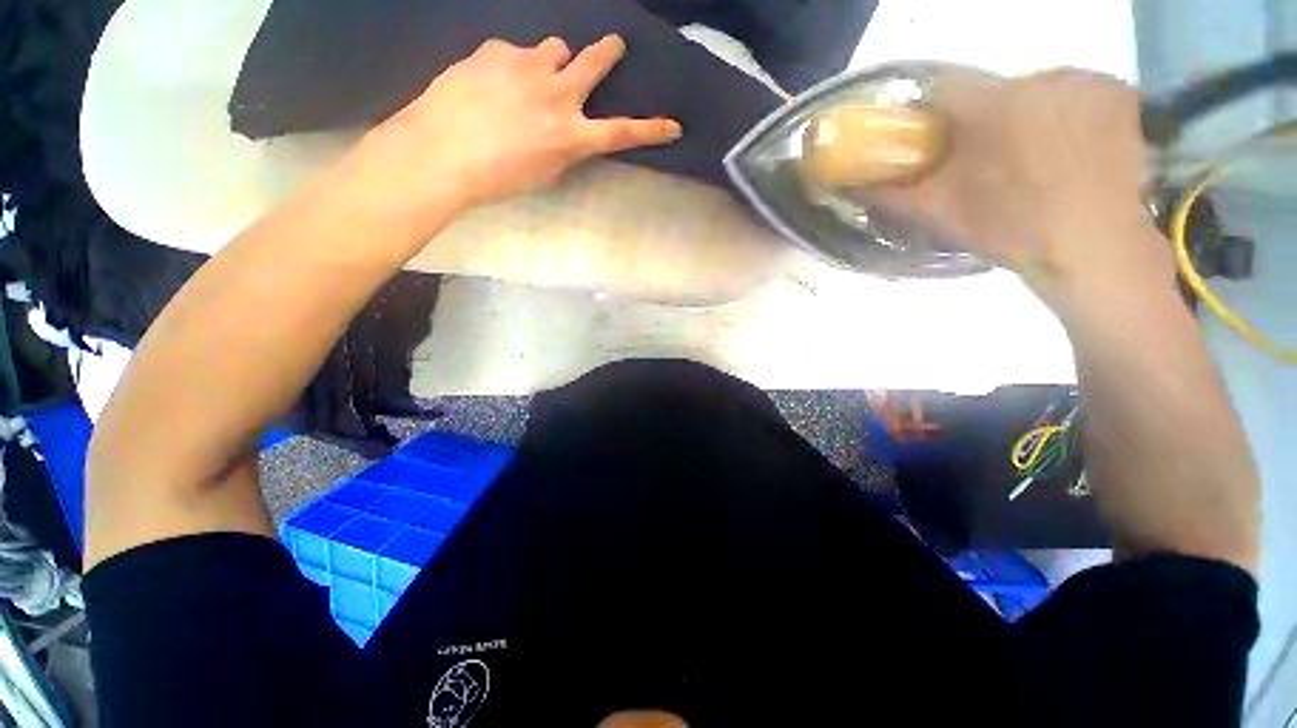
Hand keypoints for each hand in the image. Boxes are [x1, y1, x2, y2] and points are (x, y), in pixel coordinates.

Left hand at [353, 35, 681, 217]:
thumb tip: (567, 132)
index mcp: (572, 136)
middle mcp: (560, 95)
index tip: (674, 126)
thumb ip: (563, 149)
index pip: (623, 132)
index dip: (651, 130)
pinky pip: (515, 51)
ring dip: (553, 61)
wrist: (442, 152)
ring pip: (555, 49)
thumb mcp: (543, 174)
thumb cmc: (497, 178)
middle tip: (612, 47)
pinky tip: (490, 83)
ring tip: (532, 77)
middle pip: (594, 63)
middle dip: (607, 54)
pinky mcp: (498, 51)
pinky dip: (512, 65)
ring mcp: (529, 66)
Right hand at [874, 69, 1171, 299]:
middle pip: (990, 92)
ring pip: (1033, 94)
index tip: (925, 143)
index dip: (926, 115)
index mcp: (995, 103)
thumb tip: (853, 186)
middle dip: (977, 123)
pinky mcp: (1121, 95)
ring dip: (1022, 121)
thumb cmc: (1015, 228)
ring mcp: (1088, 82)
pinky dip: (1063, 119)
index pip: (941, 88)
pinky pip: (1074, 97)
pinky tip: (1070, 154)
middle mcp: (1042, 77)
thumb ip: (895, 194)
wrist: (1104, 249)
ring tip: (1031, 165)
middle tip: (980, 165)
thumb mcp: (944, 213)